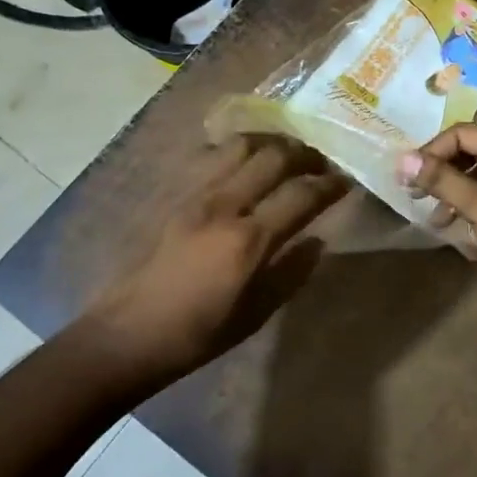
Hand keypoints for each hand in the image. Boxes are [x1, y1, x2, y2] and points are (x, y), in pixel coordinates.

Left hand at [83, 136, 346, 392]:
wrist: (130, 332)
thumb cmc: (199, 333)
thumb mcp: (256, 313)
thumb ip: (291, 272)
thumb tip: (318, 241)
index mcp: (249, 240)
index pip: (302, 195)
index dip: (330, 184)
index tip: (346, 181)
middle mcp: (225, 205)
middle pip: (274, 156)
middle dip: (305, 153)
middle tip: (320, 163)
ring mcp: (196, 194)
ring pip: (241, 145)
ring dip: (272, 143)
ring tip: (286, 154)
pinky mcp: (176, 194)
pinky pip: (213, 156)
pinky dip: (239, 151)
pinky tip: (246, 163)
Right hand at [399, 125, 476, 305]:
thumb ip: (443, 180)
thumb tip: (402, 160)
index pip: (462, 134)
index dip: (431, 153)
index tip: (406, 180)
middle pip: (471, 150)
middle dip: (442, 172)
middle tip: (415, 196)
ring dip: (454, 192)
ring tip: (436, 218)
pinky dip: (471, 204)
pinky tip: (455, 226)